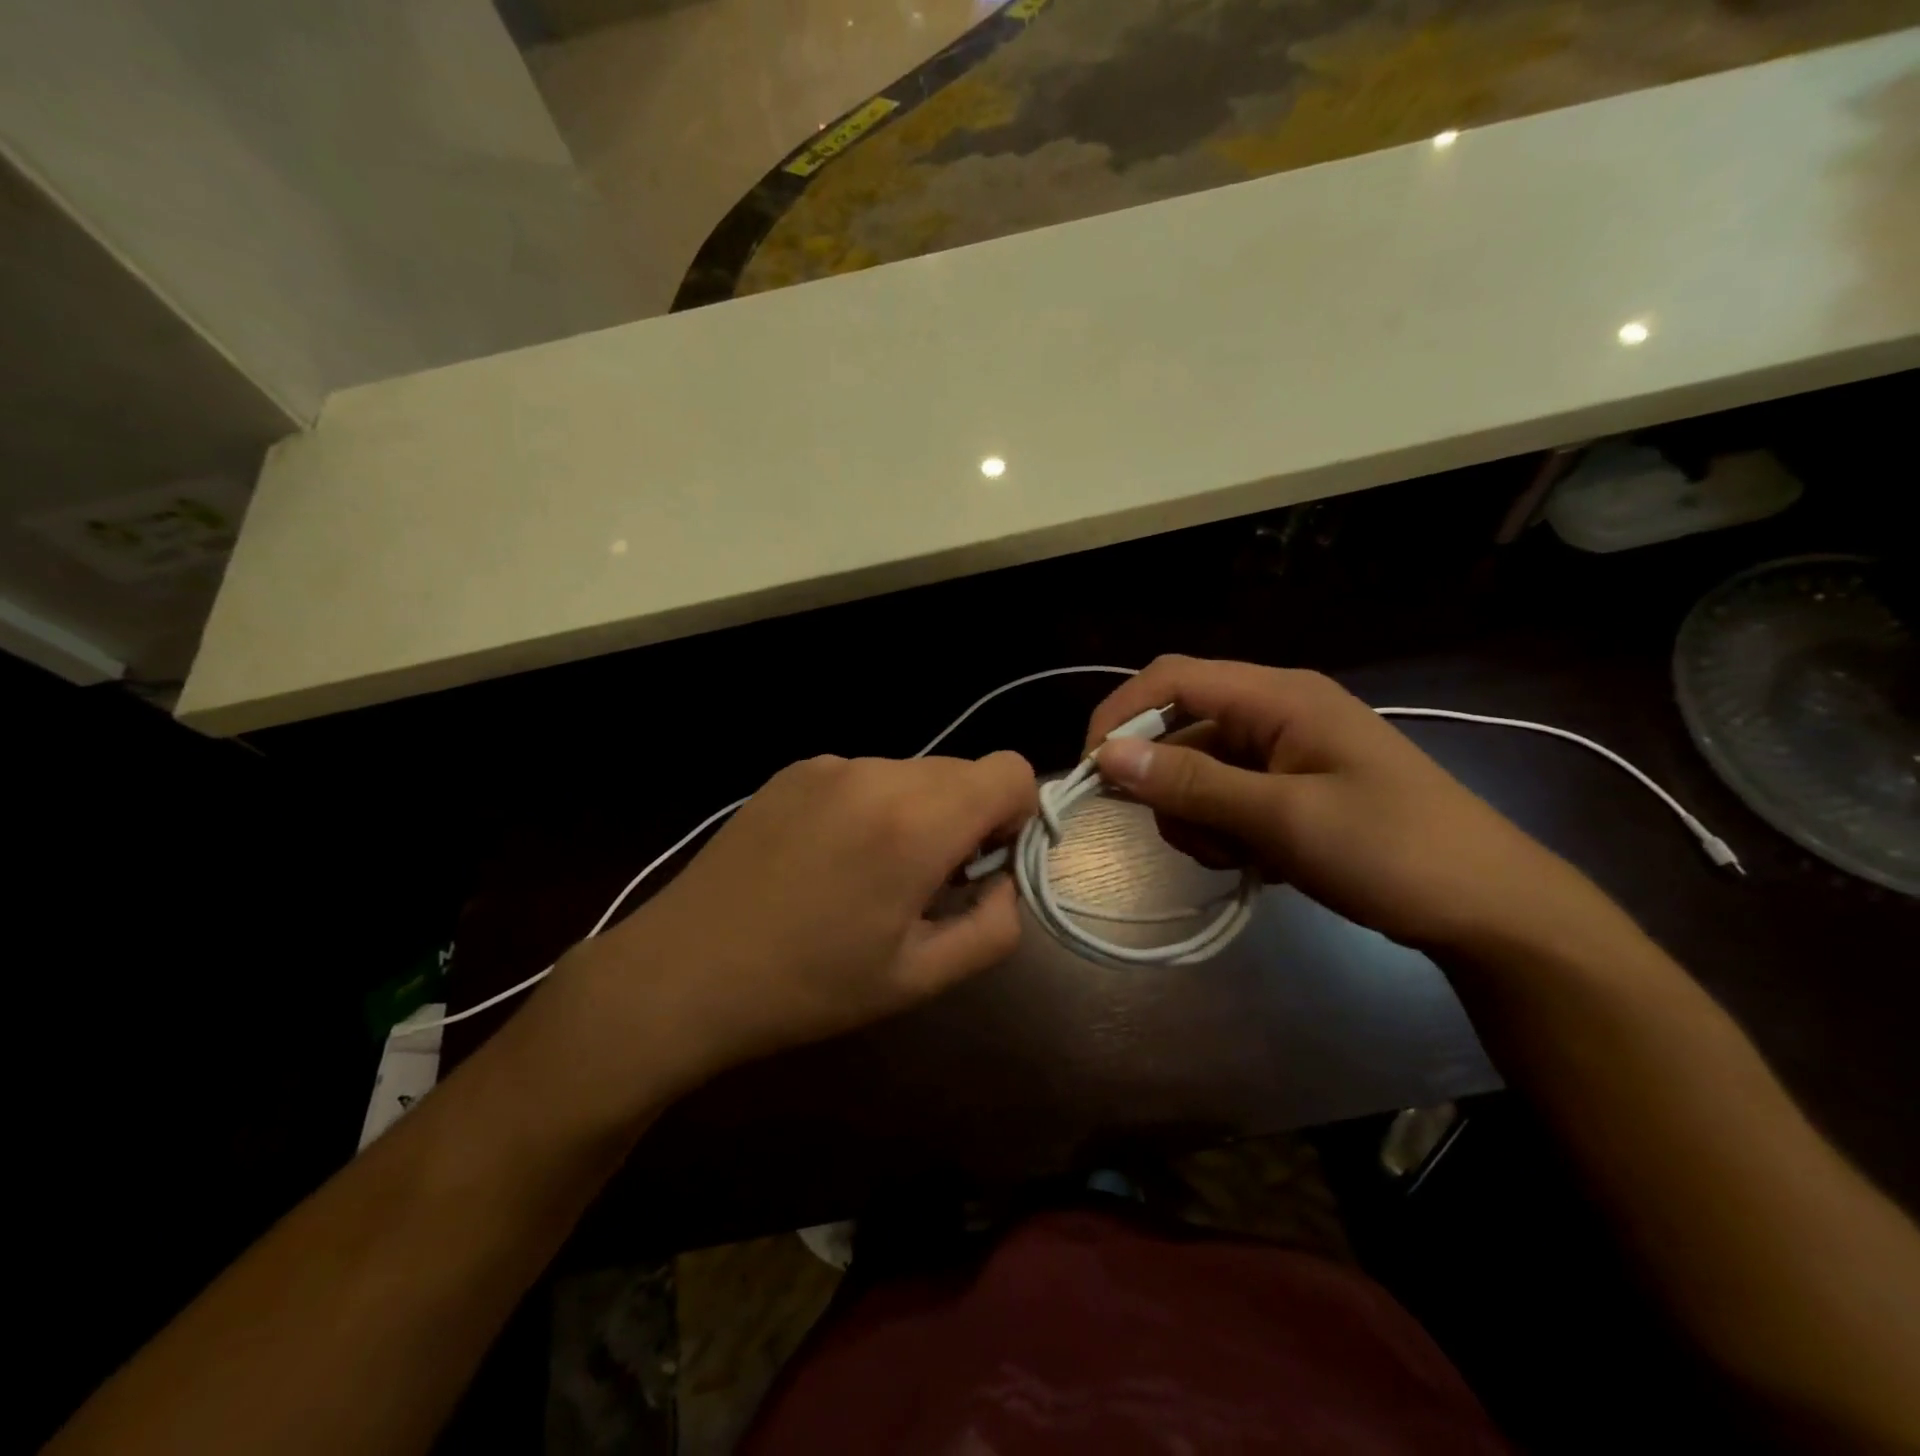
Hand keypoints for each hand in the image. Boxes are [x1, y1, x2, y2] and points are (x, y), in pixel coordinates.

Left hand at [540, 751, 1037, 1114]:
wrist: (682, 972)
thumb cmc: (808, 987)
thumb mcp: (919, 978)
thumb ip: (992, 928)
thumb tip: (1005, 881)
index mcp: (915, 822)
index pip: (1011, 771)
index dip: (1015, 817)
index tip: (981, 867)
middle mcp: (876, 773)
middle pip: (963, 772)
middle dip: (967, 820)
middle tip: (927, 885)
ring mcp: (830, 765)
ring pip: (914, 774)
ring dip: (918, 814)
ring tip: (870, 877)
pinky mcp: (794, 770)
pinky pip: (865, 777)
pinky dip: (872, 808)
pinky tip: (827, 861)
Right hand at [1085, 657, 1604, 955]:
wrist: (1489, 911)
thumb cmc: (1394, 852)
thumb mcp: (1284, 819)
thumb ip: (1193, 783)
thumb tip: (1107, 756)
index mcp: (1279, 696)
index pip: (1172, 679)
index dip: (1120, 715)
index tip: (1092, 774)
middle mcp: (1274, 711)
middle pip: (1178, 728)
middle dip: (1167, 784)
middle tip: (1193, 838)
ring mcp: (1282, 752)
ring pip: (1195, 770)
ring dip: (1195, 816)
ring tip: (1240, 857)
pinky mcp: (1288, 789)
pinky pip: (1223, 798)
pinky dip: (1221, 830)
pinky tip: (1255, 862)